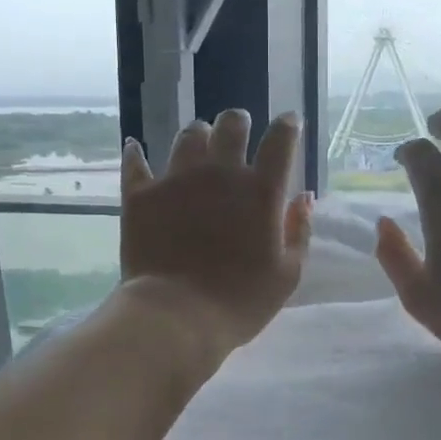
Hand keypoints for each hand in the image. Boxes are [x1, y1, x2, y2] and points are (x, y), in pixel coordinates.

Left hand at [118, 110, 313, 355]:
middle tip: (239, 128)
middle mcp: (219, 173)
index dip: (288, 126)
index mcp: (260, 190)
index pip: (280, 141)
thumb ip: (298, 230)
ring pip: (188, 136)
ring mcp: (176, 180)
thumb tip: (304, 197)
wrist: (175, 317)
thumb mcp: (287, 274)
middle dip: (238, 122)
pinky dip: (138, 154)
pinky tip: (137, 150)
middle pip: (230, 125)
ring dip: (198, 135)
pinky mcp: (141, 194)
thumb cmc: (240, 302)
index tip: (289, 123)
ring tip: (198, 142)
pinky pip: (136, 162)